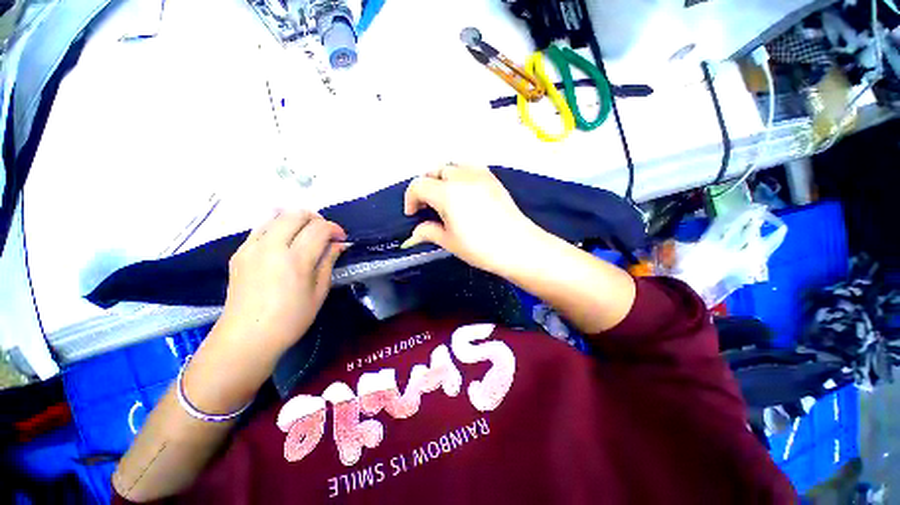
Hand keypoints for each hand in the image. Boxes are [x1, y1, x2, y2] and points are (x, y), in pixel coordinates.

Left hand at [217, 211, 346, 355]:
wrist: (246, 337)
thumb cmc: (291, 319)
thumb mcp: (319, 292)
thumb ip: (328, 262)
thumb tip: (339, 244)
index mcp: (295, 260)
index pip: (319, 229)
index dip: (334, 229)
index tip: (341, 239)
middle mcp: (271, 247)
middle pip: (296, 214)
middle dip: (316, 219)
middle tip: (325, 234)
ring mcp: (251, 247)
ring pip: (276, 216)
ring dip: (296, 220)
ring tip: (305, 235)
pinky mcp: (239, 252)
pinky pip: (261, 228)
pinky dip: (278, 227)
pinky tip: (284, 243)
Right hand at [402, 164, 546, 275]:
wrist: (519, 247)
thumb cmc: (481, 248)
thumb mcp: (450, 242)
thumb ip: (429, 232)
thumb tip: (417, 231)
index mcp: (447, 193)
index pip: (419, 185)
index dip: (411, 199)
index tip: (413, 214)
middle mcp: (462, 177)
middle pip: (435, 171)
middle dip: (426, 186)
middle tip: (428, 206)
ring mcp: (480, 175)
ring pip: (453, 165)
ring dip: (443, 177)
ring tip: (445, 196)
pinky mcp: (493, 179)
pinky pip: (470, 167)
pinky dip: (460, 174)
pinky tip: (464, 192)